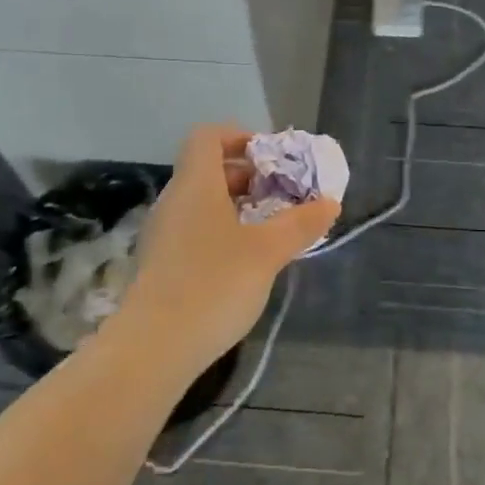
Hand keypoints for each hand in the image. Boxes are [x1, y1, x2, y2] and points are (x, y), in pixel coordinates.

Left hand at [118, 124, 339, 375]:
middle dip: (247, 175)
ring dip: (236, 206)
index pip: (208, 136)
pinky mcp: (160, 264)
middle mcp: (174, 201)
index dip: (239, 136)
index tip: (271, 158)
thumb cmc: (214, 284)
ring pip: (201, 203)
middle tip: (281, 195)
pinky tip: (245, 261)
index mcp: (196, 185)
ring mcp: (163, 234)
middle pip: (207, 169)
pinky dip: (221, 232)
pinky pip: (194, 230)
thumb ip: (300, 224)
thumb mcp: (267, 252)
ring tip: (270, 229)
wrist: (154, 348)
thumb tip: (330, 203)